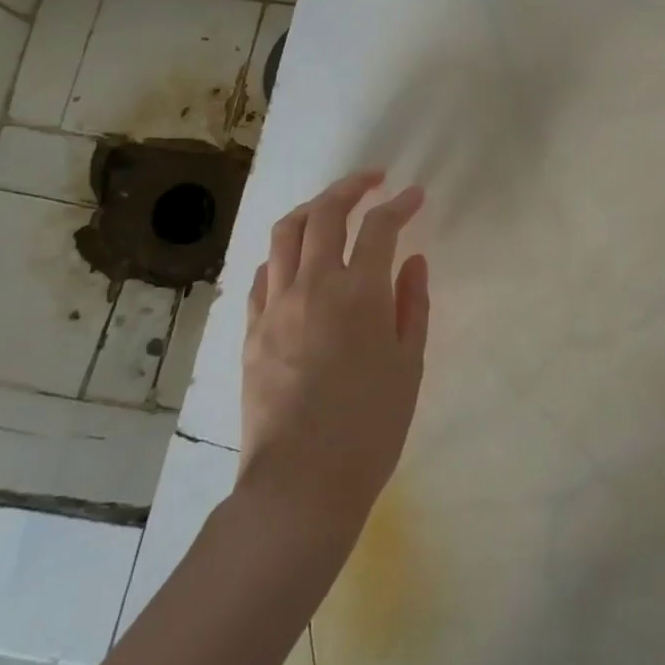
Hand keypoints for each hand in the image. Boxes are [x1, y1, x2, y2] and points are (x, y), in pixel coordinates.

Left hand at [236, 170, 429, 537]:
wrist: (302, 483)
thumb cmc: (371, 425)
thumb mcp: (409, 363)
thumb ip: (413, 304)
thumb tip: (412, 260)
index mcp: (359, 293)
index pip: (380, 227)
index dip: (400, 205)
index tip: (415, 196)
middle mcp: (313, 286)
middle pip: (325, 213)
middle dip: (351, 187)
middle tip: (373, 181)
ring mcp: (274, 306)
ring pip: (285, 233)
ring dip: (312, 209)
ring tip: (332, 207)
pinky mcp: (250, 330)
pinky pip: (263, 274)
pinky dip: (284, 253)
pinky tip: (298, 261)